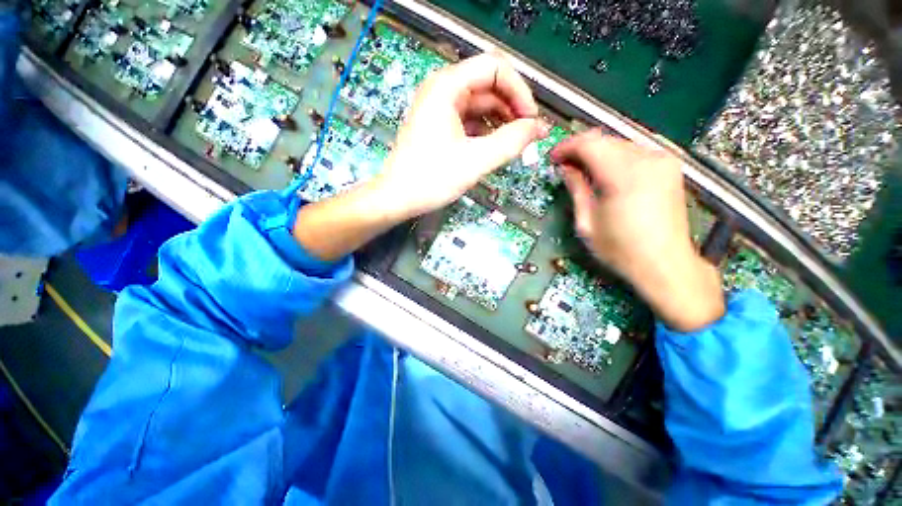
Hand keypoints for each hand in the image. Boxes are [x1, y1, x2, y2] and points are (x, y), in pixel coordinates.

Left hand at [294, 52, 545, 261]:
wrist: (398, 197)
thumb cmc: (431, 178)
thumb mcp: (475, 160)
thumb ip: (511, 142)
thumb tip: (539, 128)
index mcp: (447, 86)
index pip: (495, 68)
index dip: (519, 91)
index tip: (531, 120)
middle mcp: (442, 89)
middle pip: (489, 85)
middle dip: (512, 107)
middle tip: (526, 135)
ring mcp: (440, 108)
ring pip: (481, 104)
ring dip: (501, 121)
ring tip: (514, 143)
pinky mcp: (439, 125)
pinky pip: (470, 120)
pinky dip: (486, 131)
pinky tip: (495, 147)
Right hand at [551, 130, 723, 331]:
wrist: (665, 264)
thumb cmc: (620, 249)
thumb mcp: (587, 222)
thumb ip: (577, 188)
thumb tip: (566, 168)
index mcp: (624, 175)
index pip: (589, 144)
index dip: (567, 147)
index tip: (553, 158)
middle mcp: (648, 160)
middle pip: (605, 139)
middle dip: (580, 149)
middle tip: (564, 165)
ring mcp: (663, 161)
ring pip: (619, 144)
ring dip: (597, 153)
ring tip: (582, 171)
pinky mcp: (669, 168)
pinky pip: (634, 152)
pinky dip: (614, 158)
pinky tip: (604, 174)